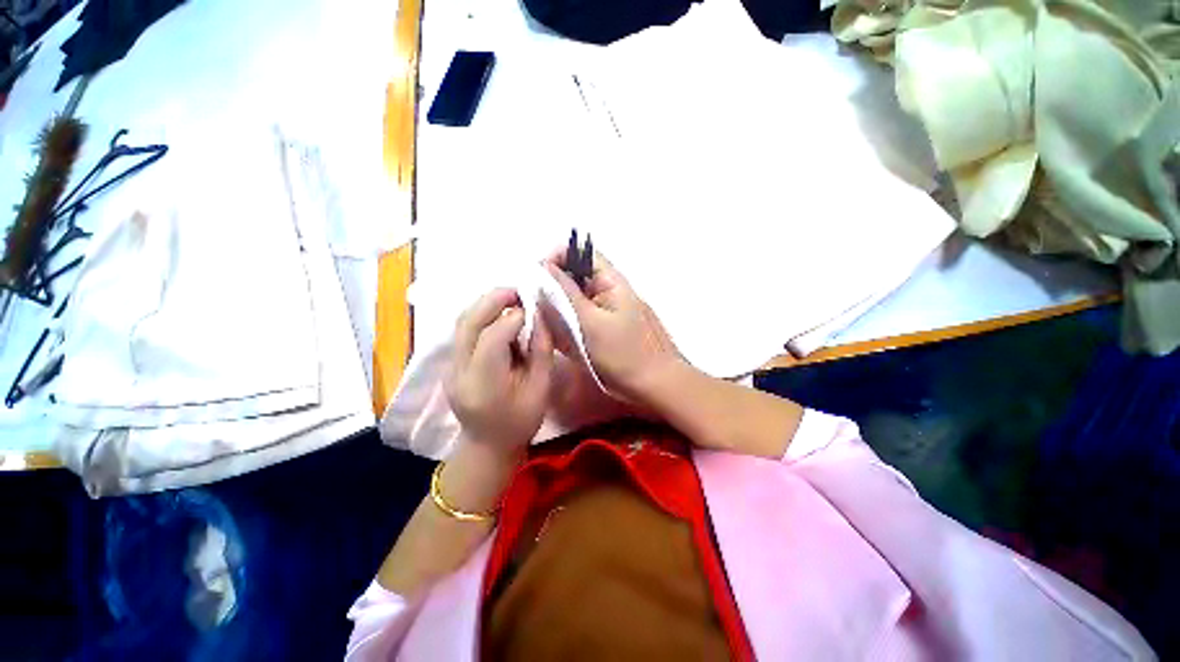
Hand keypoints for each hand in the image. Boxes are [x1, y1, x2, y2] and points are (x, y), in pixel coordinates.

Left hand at [446, 289, 553, 457]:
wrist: (488, 446)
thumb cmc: (520, 422)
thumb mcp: (541, 389)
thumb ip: (541, 351)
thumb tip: (538, 317)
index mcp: (484, 385)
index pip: (492, 339)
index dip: (512, 318)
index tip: (532, 309)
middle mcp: (459, 372)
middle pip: (468, 324)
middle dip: (492, 300)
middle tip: (517, 290)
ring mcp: (450, 367)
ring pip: (461, 323)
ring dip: (484, 304)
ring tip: (510, 298)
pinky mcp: (450, 364)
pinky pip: (463, 331)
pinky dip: (481, 316)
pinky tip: (499, 315)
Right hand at [546, 250, 682, 405]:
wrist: (652, 384)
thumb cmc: (623, 354)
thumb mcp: (589, 322)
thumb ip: (565, 294)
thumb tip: (543, 266)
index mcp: (610, 281)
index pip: (580, 253)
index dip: (557, 259)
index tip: (538, 280)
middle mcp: (608, 290)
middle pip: (574, 276)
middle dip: (554, 289)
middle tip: (541, 311)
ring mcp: (605, 309)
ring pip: (574, 298)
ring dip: (560, 310)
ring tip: (554, 330)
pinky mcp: (603, 326)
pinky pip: (579, 317)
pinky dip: (568, 325)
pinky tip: (565, 342)